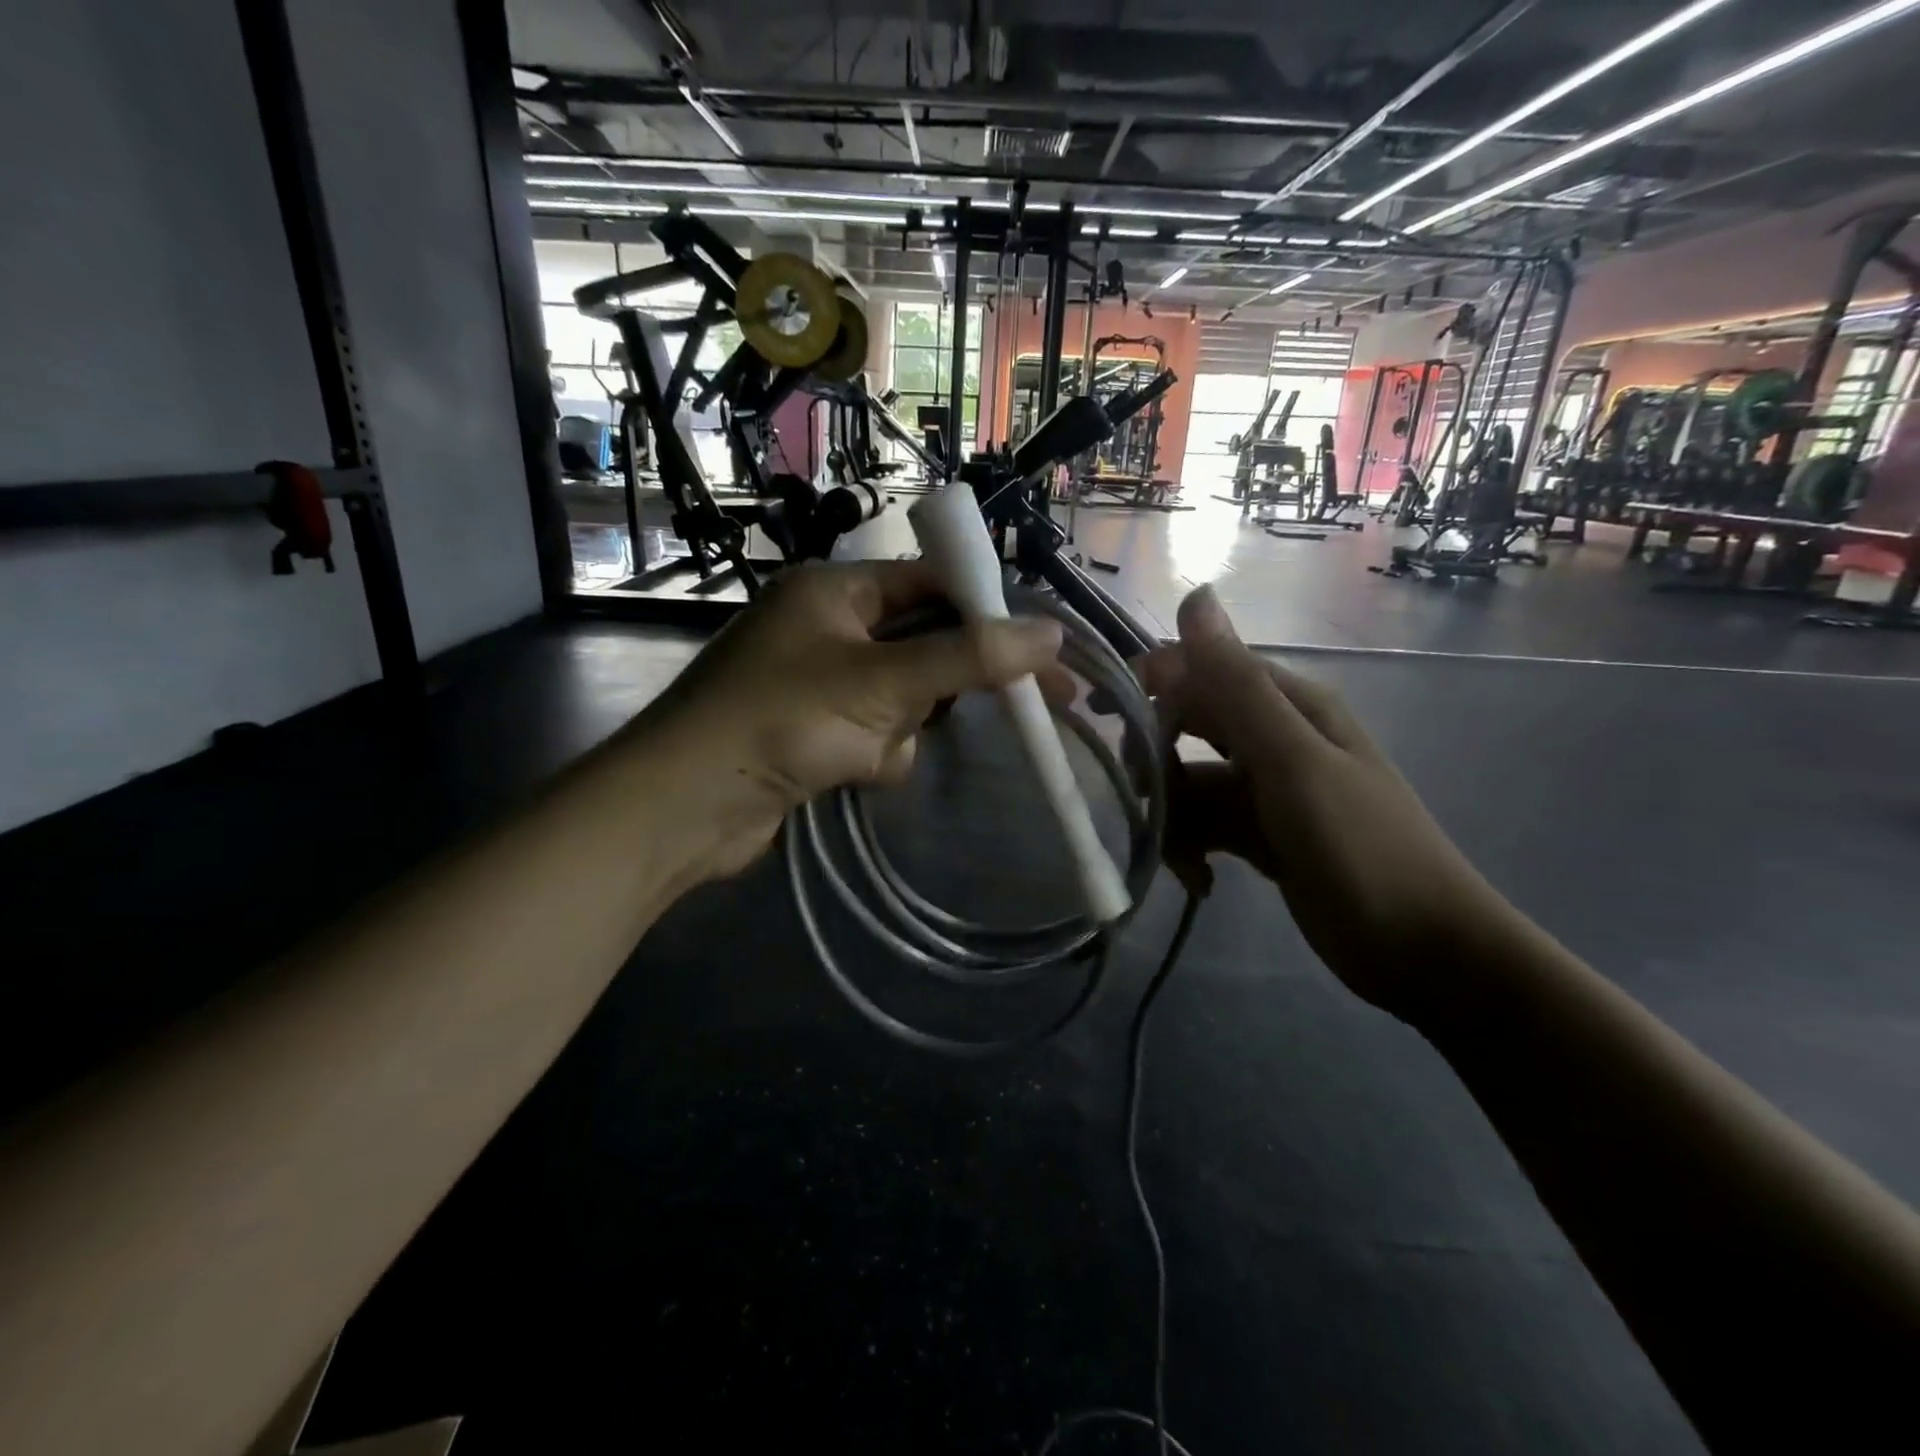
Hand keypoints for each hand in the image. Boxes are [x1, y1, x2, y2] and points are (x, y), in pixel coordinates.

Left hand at [631, 560, 1065, 883]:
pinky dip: (876, 756)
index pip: (933, 584)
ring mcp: (820, 684)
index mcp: (836, 591)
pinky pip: (877, 736)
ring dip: (901, 729)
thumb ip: (968, 657)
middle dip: (947, 683)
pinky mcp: (816, 734)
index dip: (992, 612)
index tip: (1045, 648)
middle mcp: (828, 628)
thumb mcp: (883, 683)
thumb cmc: (781, 720)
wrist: (687, 807)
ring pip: (906, 700)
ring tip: (866, 749)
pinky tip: (849, 773)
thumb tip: (1050, 634)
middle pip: (924, 645)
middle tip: (1031, 703)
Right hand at [1141, 586, 1512, 1017]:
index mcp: (1286, 705)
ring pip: (1191, 783)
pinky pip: (1206, 824)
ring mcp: (1267, 788)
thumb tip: (1193, 595)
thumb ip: (1236, 684)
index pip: (1200, 670)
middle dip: (1155, 762)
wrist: (1425, 953)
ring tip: (1182, 863)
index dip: (1149, 685)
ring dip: (1173, 818)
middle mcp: (1273, 737)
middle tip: (1140, 801)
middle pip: (1188, 727)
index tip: (1103, 716)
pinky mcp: (1261, 833)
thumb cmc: (1362, 848)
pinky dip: (1193, 848)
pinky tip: (1200, 882)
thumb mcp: (1292, 762)